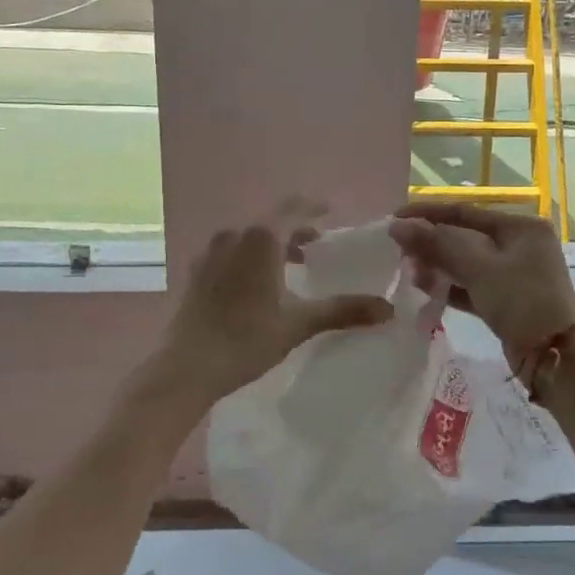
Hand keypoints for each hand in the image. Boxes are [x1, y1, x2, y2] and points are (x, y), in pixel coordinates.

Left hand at [152, 215, 394, 414]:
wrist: (186, 367)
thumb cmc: (247, 340)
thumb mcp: (299, 323)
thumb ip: (343, 310)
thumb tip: (388, 309)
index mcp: (261, 239)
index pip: (293, 208)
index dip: (314, 208)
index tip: (330, 212)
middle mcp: (234, 235)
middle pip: (271, 222)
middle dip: (296, 230)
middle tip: (317, 246)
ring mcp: (210, 252)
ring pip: (249, 237)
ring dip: (272, 245)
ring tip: (291, 266)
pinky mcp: (197, 272)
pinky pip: (231, 252)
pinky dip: (250, 257)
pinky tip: (257, 284)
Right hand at [390, 203, 574, 369]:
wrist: (554, 357)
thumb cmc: (521, 301)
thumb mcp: (478, 268)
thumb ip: (437, 244)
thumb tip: (397, 226)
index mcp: (521, 226)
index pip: (466, 211)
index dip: (428, 213)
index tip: (395, 217)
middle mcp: (520, 244)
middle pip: (464, 236)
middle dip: (431, 243)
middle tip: (398, 250)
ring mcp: (515, 273)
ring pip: (466, 262)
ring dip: (437, 265)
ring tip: (409, 272)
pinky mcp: (507, 299)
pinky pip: (472, 285)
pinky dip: (450, 285)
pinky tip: (424, 288)